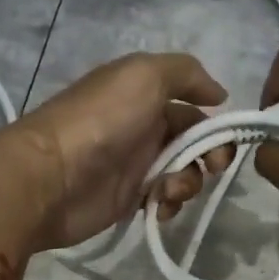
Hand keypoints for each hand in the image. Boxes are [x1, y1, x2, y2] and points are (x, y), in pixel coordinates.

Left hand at [0, 52, 235, 251]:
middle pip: (194, 141)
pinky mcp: (127, 199)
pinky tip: (158, 205)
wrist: (52, 177)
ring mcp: (134, 164)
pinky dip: (170, 203)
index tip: (226, 137)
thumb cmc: (101, 121)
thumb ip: (186, 73)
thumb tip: (219, 95)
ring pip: (183, 173)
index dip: (214, 120)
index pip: (192, 105)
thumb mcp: (144, 75)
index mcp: (144, 94)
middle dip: (211, 155)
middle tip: (213, 167)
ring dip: (189, 181)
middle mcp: (142, 126)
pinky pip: (164, 200)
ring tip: (169, 189)